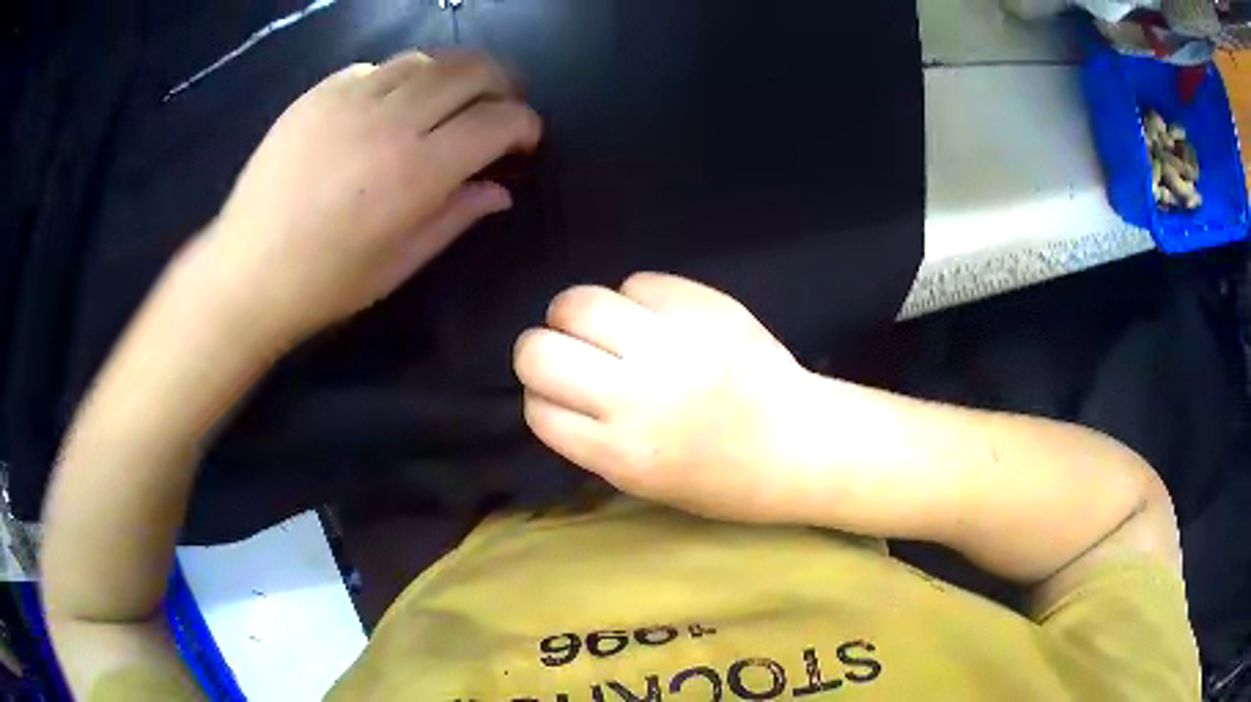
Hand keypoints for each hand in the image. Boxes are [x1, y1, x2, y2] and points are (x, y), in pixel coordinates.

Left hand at [206, 52, 541, 344]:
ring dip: (451, 75)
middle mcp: (392, 120)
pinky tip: (389, 105)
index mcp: (419, 171)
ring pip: (426, 59)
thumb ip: (457, 215)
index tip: (524, 141)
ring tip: (446, 101)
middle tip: (498, 107)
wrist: (247, 271)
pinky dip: (399, 79)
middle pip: (472, 70)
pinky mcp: (318, 93)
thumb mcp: (402, 262)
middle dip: (501, 84)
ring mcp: (351, 98)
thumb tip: (499, 190)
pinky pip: (376, 67)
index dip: (525, 125)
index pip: (499, 121)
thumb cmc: (327, 282)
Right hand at [514, 273, 818, 523]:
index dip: (542, 396)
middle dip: (541, 348)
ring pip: (579, 303)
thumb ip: (591, 439)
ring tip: (607, 325)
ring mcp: (672, 346)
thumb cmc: (724, 479)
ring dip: (579, 313)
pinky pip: (638, 282)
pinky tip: (657, 316)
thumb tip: (555, 387)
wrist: (800, 445)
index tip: (562, 394)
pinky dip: (636, 297)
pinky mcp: (705, 308)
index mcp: (620, 453)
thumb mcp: (643, 482)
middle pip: (538, 350)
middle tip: (573, 351)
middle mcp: (635, 397)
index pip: (538, 407)